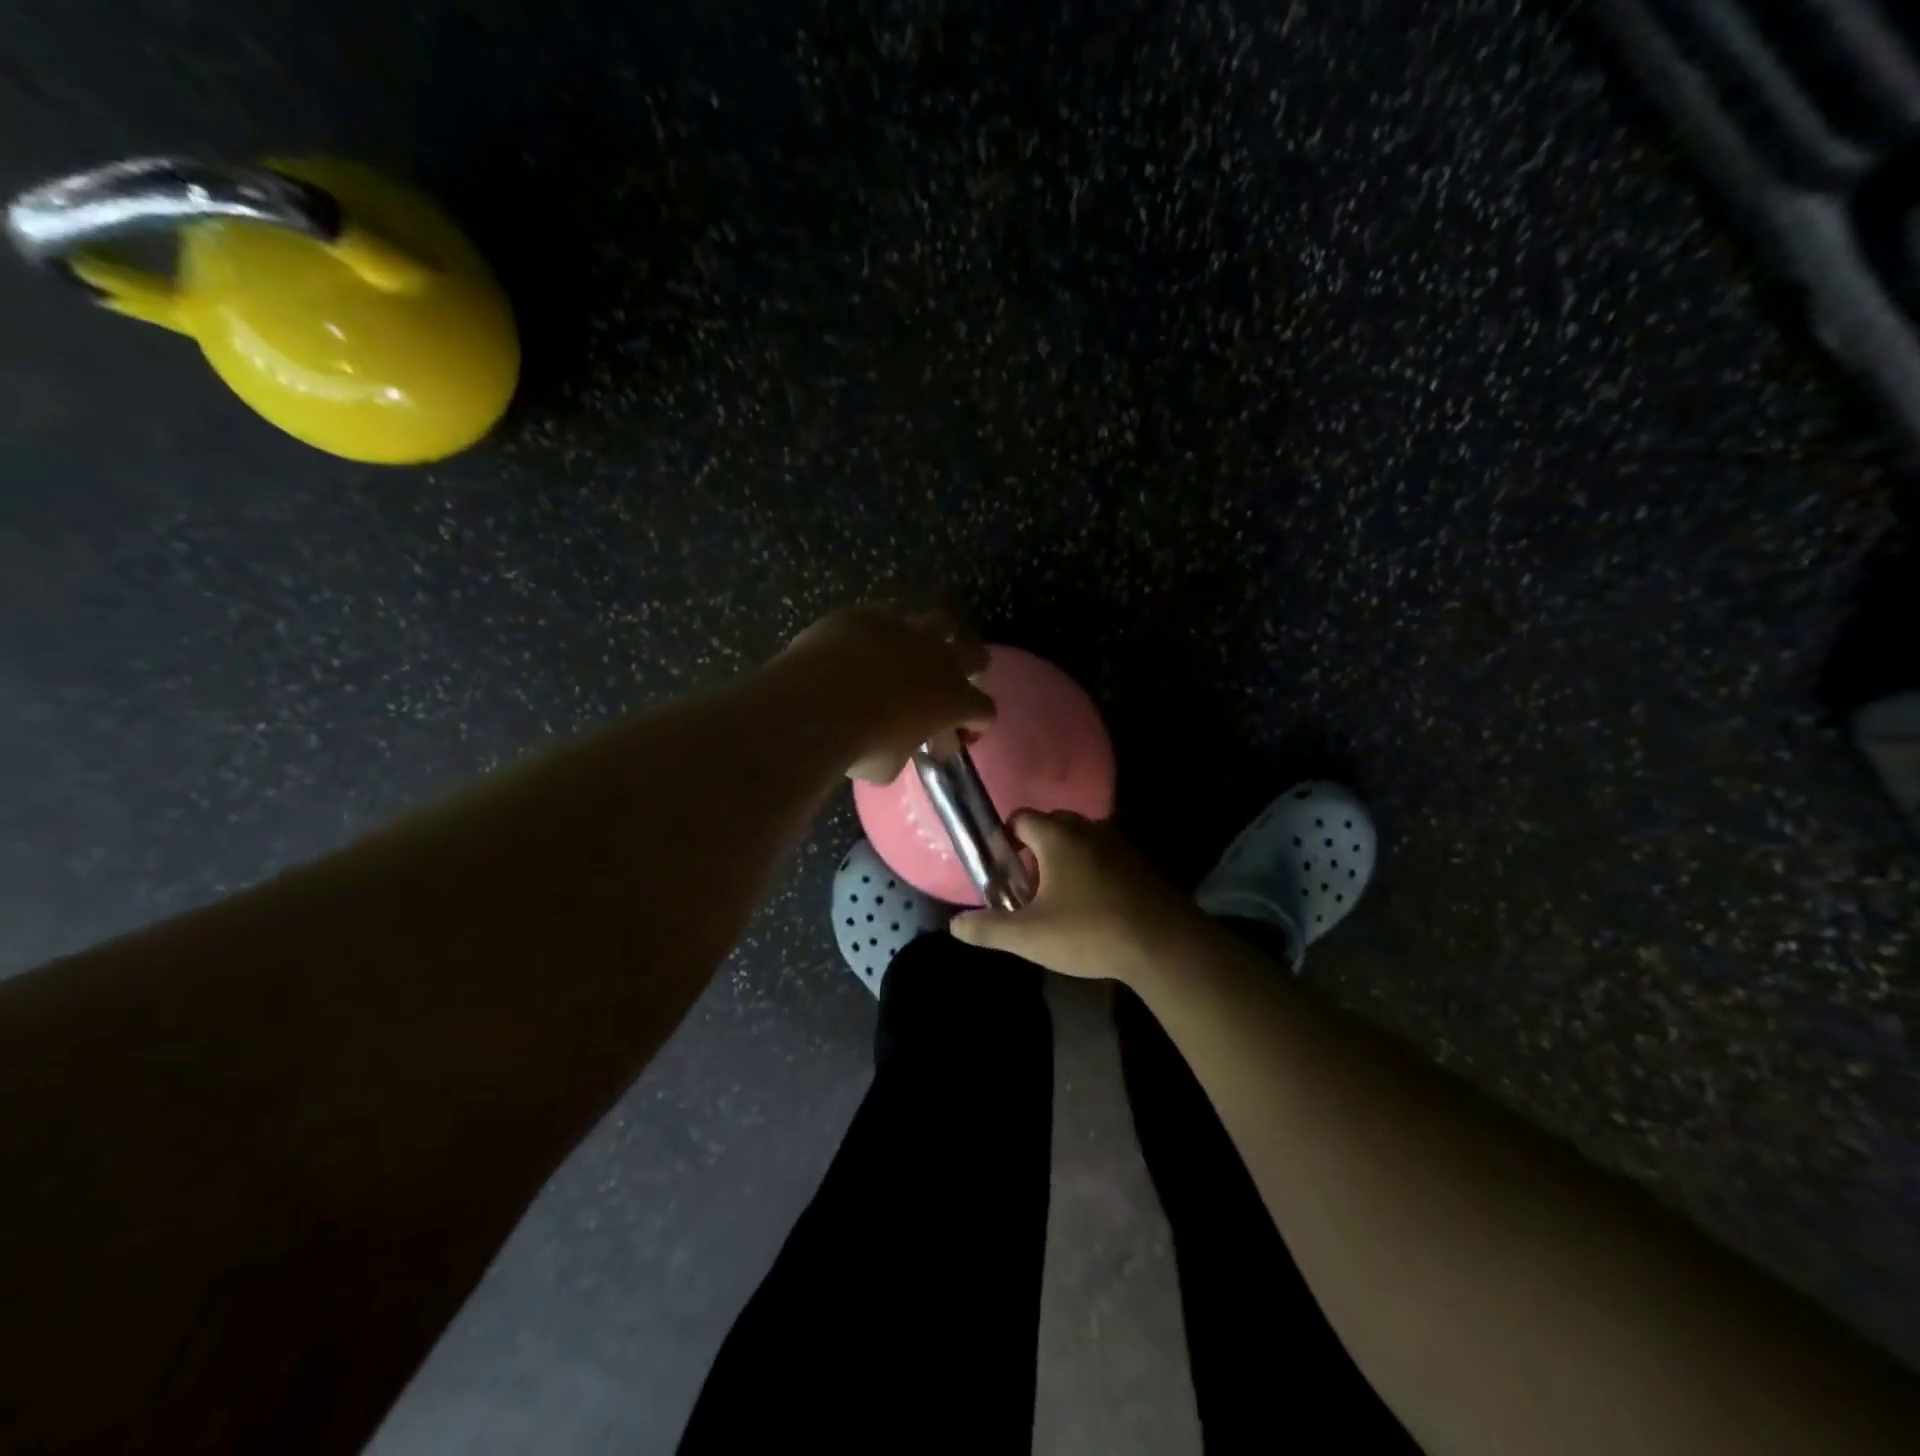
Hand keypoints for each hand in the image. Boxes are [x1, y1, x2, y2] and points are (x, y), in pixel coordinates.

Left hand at [778, 606, 994, 782]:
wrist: (814, 704)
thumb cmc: (859, 745)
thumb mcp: (888, 766)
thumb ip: (904, 750)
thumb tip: (899, 745)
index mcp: (954, 701)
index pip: (985, 710)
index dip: (976, 722)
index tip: (961, 732)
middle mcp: (941, 659)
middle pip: (977, 654)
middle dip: (970, 667)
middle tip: (951, 681)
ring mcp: (907, 630)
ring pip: (940, 621)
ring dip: (934, 636)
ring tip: (916, 649)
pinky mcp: (871, 613)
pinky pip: (890, 612)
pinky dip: (886, 627)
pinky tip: (870, 639)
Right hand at [951, 810, 1202, 981]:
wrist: (1165, 944)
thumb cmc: (1090, 932)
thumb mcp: (1030, 937)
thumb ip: (989, 928)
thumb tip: (955, 925)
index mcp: (1057, 837)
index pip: (1021, 818)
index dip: (1006, 839)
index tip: (1003, 869)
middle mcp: (1089, 829)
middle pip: (1052, 825)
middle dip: (1036, 848)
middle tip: (1029, 885)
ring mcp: (1120, 844)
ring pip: (1082, 839)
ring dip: (1068, 858)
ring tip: (1060, 896)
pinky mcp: (1142, 864)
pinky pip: (1107, 856)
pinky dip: (1094, 870)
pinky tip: (1094, 904)